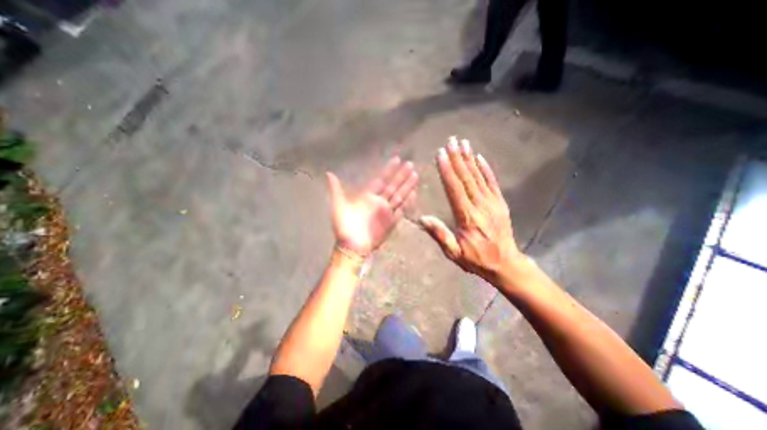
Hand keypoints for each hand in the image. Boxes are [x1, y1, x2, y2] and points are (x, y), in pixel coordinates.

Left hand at [325, 158, 416, 258]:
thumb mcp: (338, 206)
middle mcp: (379, 202)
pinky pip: (401, 210)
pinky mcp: (391, 222)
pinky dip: (408, 203)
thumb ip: (336, 189)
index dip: (389, 170)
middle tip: (410, 164)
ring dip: (407, 186)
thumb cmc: (344, 227)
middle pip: (393, 186)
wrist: (352, 247)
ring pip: (399, 196)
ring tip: (415, 176)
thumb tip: (329, 173)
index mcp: (367, 196)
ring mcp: (386, 212)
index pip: (381, 179)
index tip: (397, 159)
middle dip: (402, 176)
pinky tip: (413, 194)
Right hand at [419, 136, 521, 282]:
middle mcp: (480, 206)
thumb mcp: (454, 253)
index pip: (454, 189)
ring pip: (479, 177)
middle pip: (466, 178)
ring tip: (463, 143)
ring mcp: (492, 203)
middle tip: (451, 141)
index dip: (447, 171)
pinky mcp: (500, 203)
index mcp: (467, 217)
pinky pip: (492, 183)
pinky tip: (480, 158)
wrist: (505, 263)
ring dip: (470, 159)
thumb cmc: (476, 259)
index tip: (441, 154)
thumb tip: (423, 218)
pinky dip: (486, 169)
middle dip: (457, 158)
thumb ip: (439, 235)